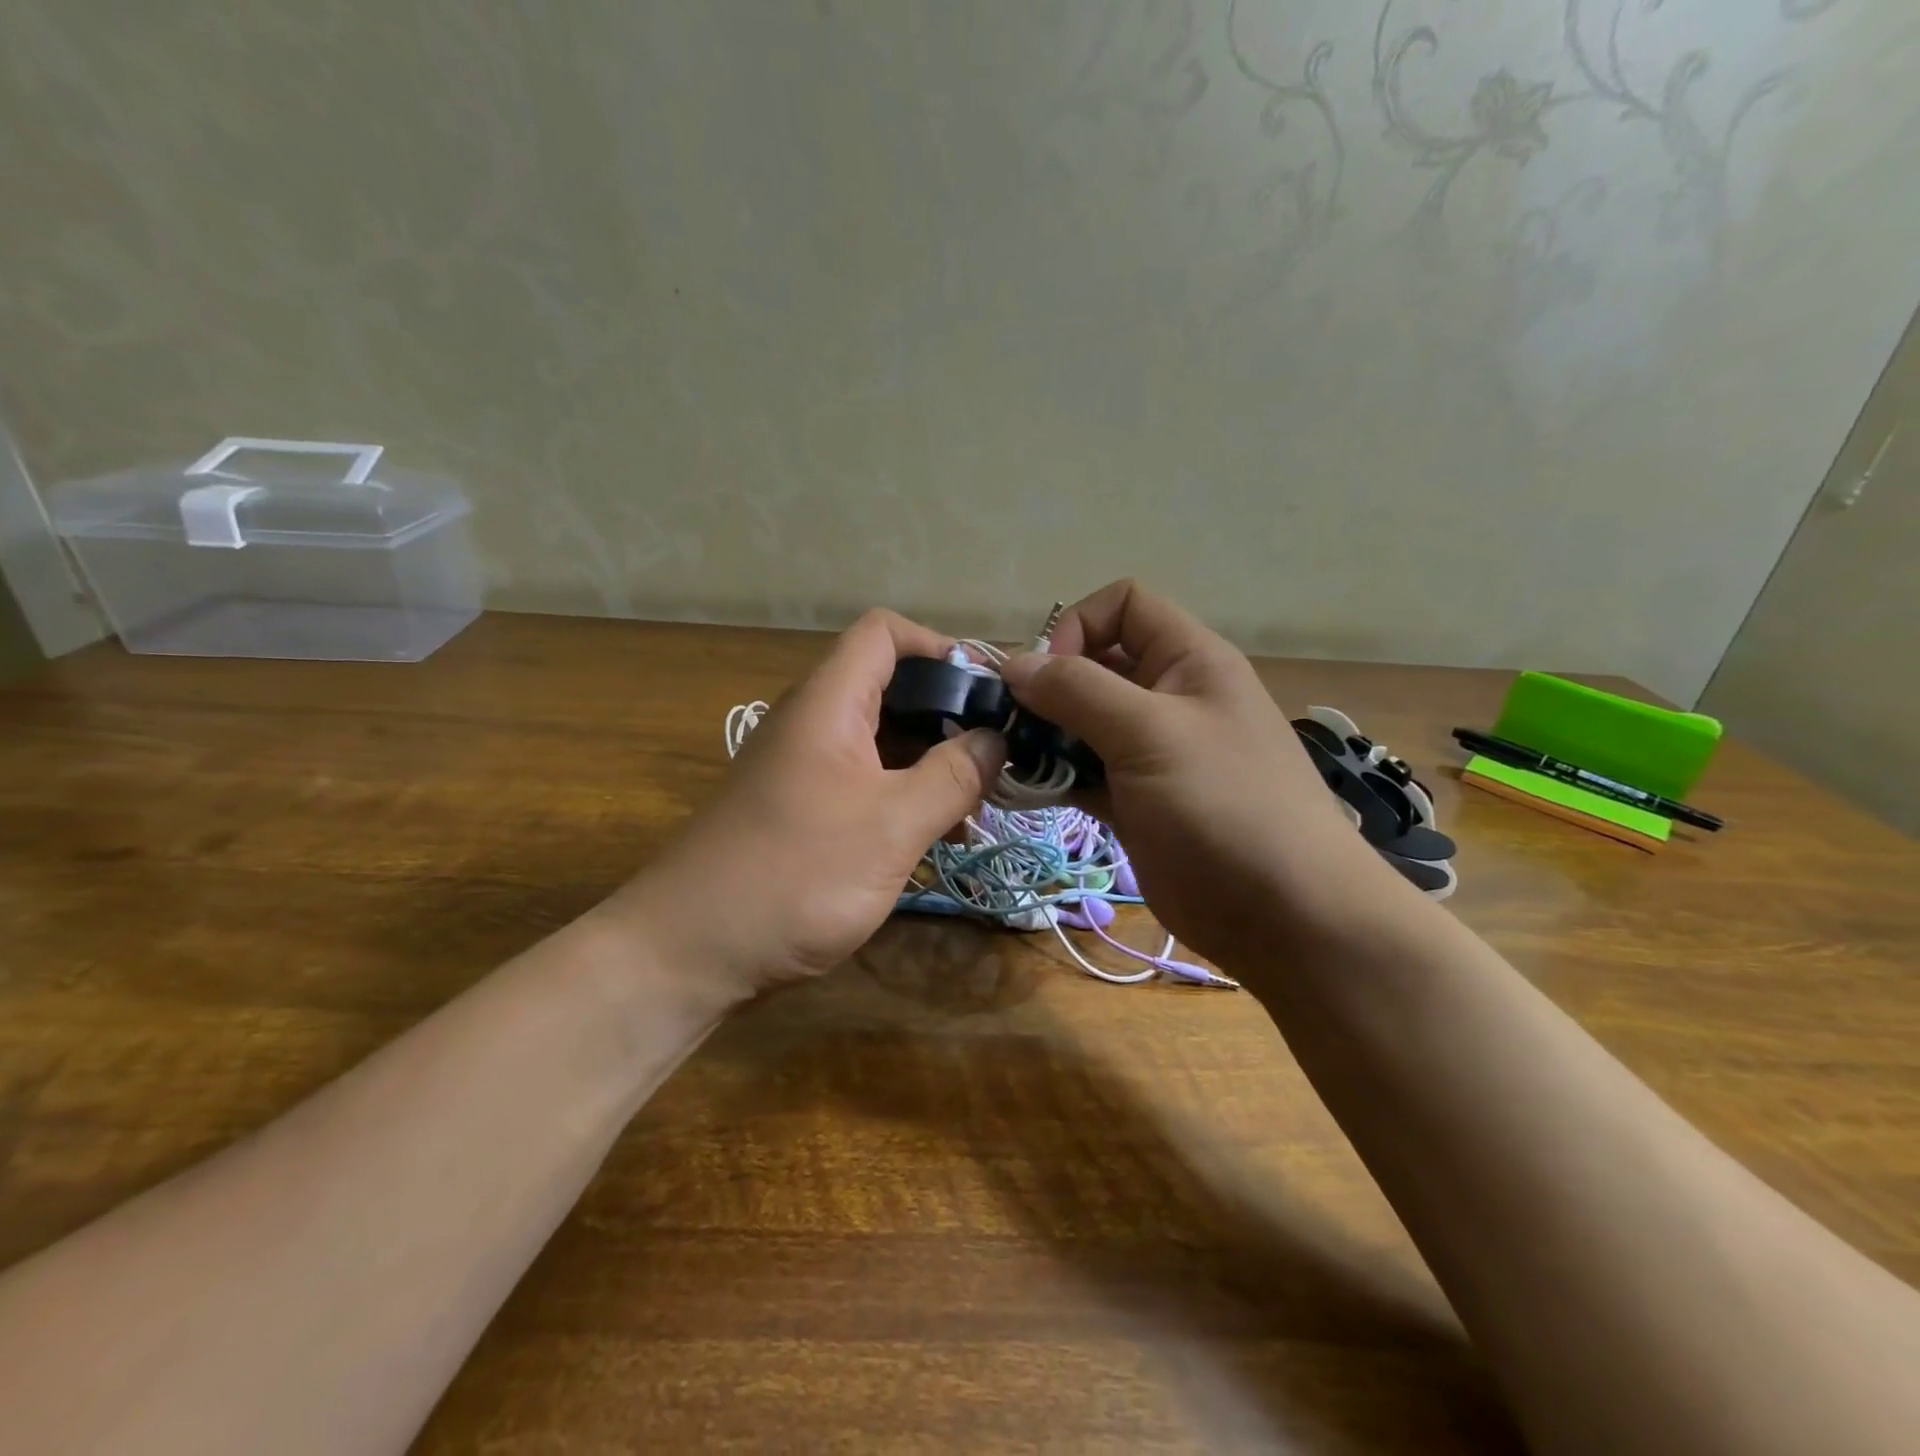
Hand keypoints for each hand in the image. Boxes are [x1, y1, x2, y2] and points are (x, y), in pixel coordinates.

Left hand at [613, 610, 1005, 996]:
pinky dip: (904, 796)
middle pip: (889, 687)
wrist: (686, 953)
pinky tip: (936, 837)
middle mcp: (813, 723)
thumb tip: (996, 739)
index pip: (884, 633)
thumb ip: (951, 777)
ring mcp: (804, 768)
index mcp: (829, 704)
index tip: (988, 692)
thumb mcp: (890, 826)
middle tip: (996, 758)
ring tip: (977, 806)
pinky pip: (864, 782)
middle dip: (948, 715)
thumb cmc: (794, 876)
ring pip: (881, 741)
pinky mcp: (801, 810)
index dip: (939, 646)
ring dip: (932, 763)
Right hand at [999, 580, 1392, 967]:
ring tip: (1011, 759)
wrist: (1284, 915)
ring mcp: (1152, 752)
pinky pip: (1086, 771)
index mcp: (1188, 660)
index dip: (1078, 626)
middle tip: (1010, 724)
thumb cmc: (1224, 806)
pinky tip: (1029, 788)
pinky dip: (1056, 775)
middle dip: (1049, 687)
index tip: (1046, 676)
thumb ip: (1078, 691)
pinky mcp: (1137, 800)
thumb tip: (1014, 663)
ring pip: (1084, 722)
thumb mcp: (1150, 733)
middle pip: (1095, 665)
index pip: (1124, 606)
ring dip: (1045, 735)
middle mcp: (1169, 696)